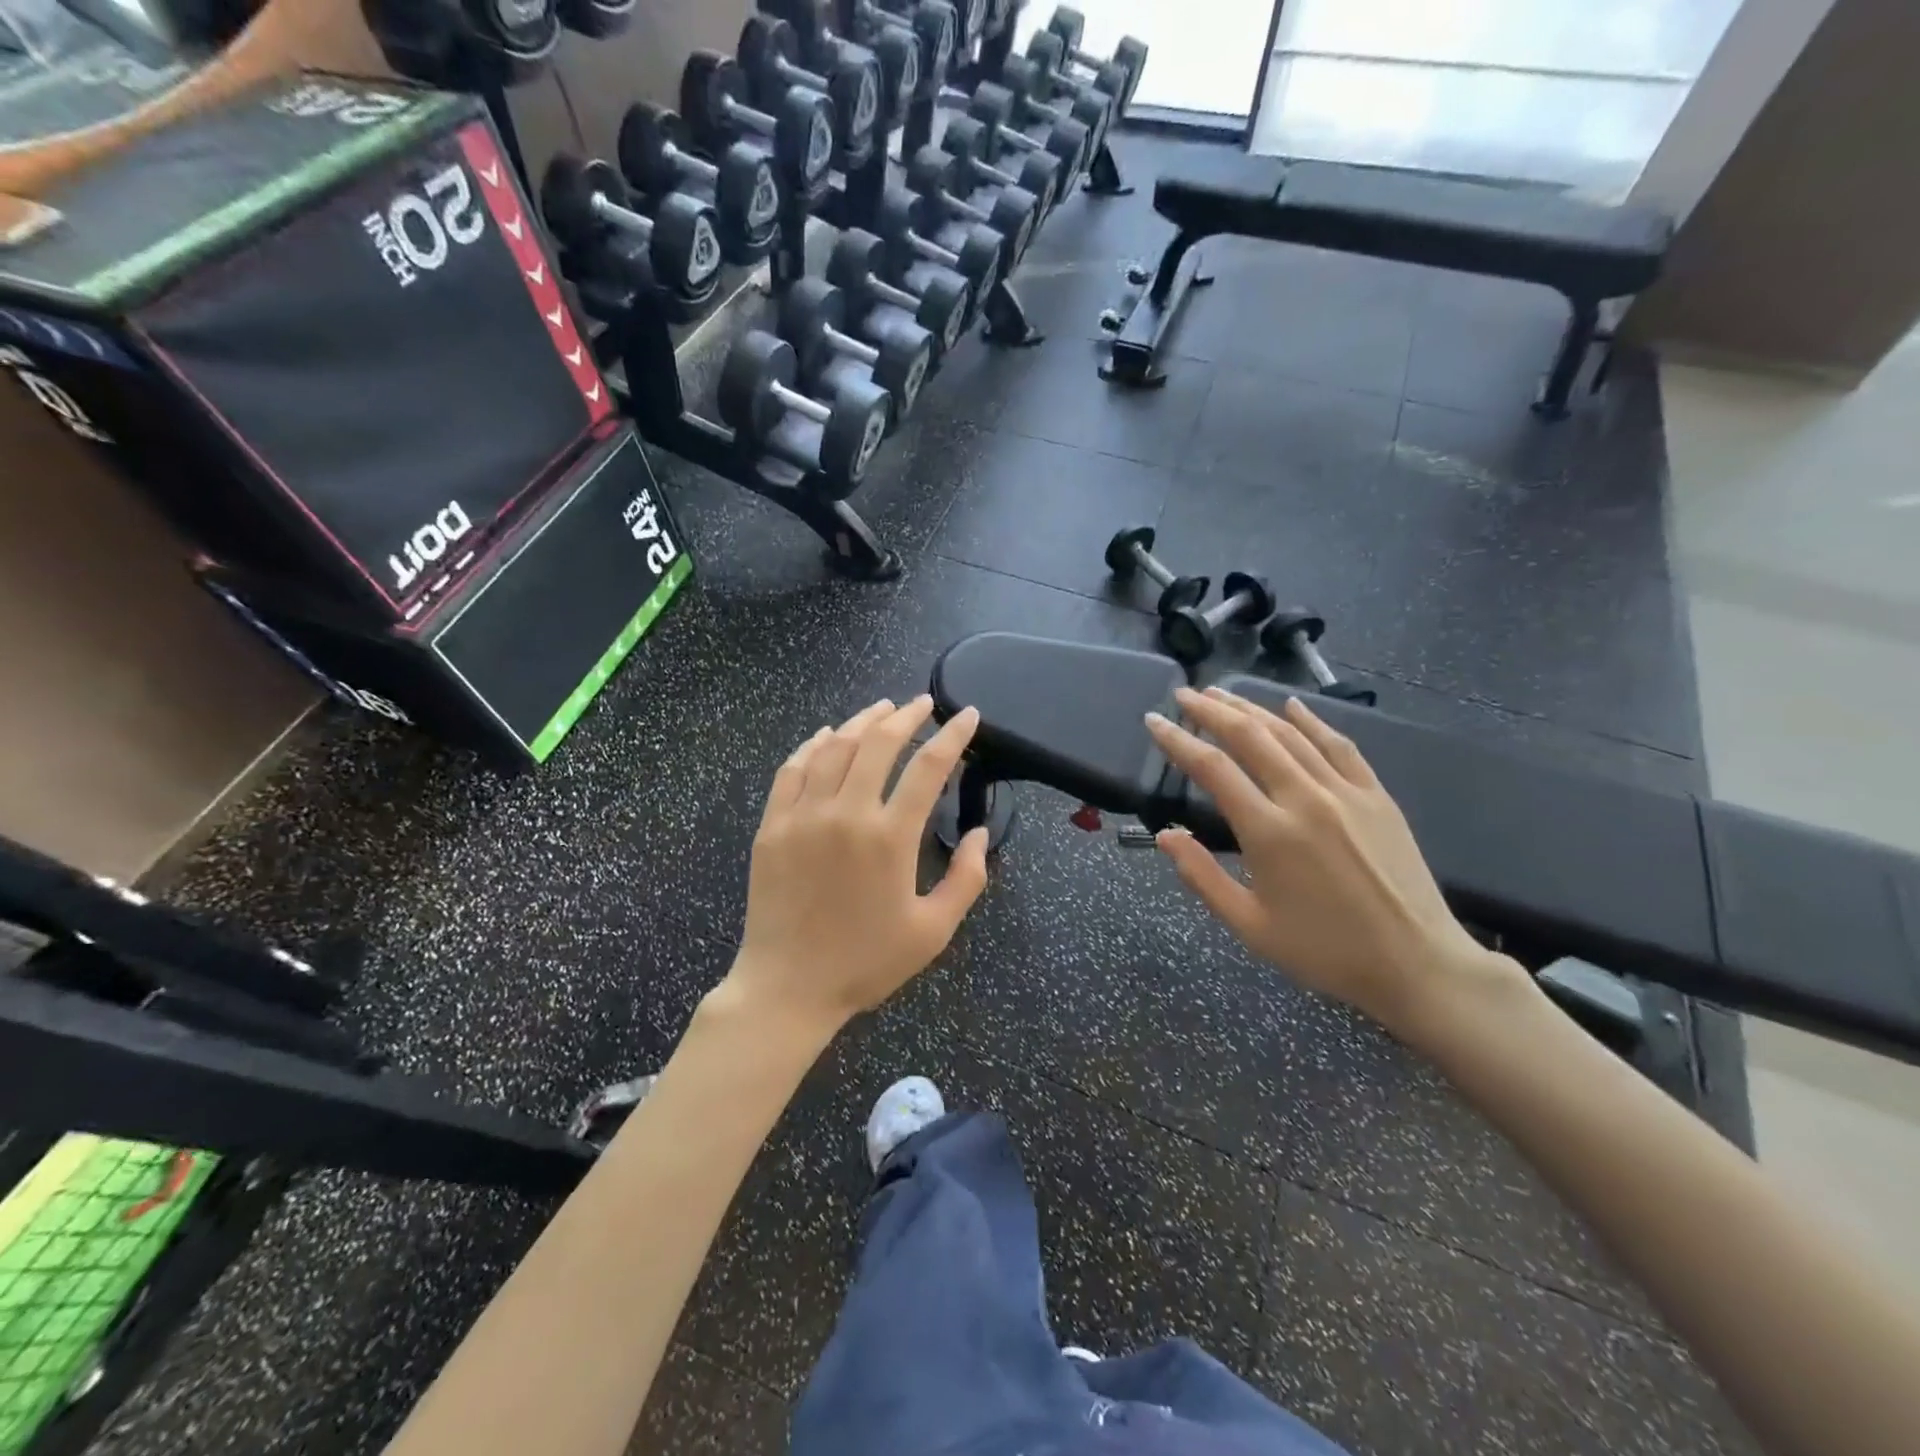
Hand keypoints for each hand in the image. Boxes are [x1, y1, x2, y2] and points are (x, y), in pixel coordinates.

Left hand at [725, 696, 989, 1032]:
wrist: (787, 988)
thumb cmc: (865, 962)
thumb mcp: (933, 931)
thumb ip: (966, 878)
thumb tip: (979, 832)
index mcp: (890, 838)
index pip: (928, 768)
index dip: (952, 735)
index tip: (966, 715)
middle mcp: (846, 814)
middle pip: (879, 744)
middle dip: (906, 716)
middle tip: (922, 704)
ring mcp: (803, 816)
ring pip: (834, 748)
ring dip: (862, 721)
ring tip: (882, 708)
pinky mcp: (773, 825)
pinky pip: (793, 769)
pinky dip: (813, 745)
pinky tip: (826, 735)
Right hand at [1144, 687, 1508, 1029]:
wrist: (1417, 964)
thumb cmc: (1324, 951)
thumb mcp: (1249, 925)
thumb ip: (1202, 877)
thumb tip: (1166, 835)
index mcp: (1269, 832)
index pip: (1212, 768)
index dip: (1177, 740)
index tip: (1153, 721)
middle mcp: (1305, 799)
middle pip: (1250, 736)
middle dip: (1211, 710)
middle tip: (1184, 694)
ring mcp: (1346, 792)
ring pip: (1291, 733)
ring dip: (1252, 708)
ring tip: (1222, 693)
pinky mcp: (1377, 796)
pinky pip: (1340, 745)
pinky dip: (1312, 721)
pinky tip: (1292, 706)